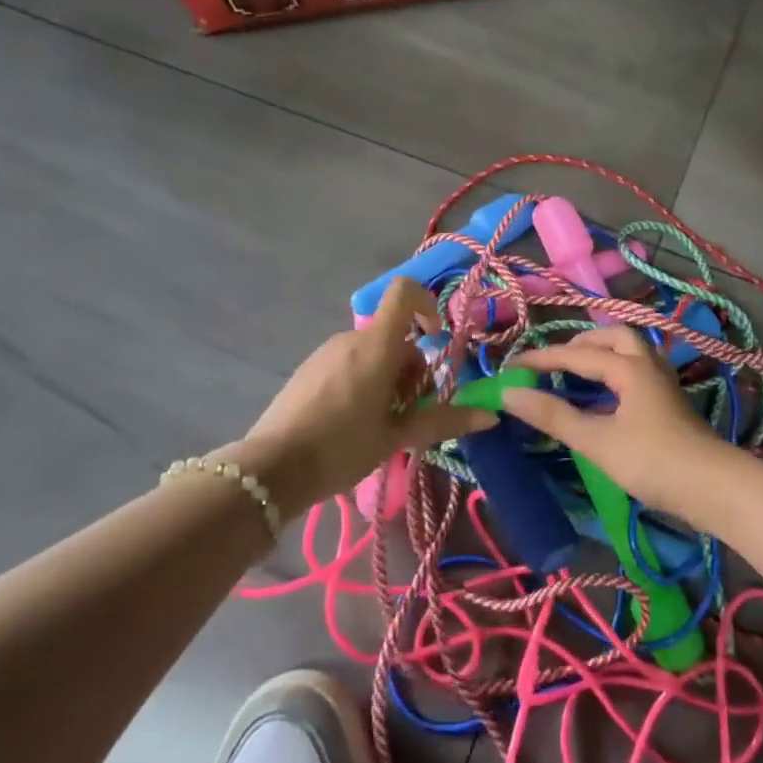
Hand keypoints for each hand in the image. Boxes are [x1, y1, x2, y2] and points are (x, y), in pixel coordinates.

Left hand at [239, 279, 494, 511]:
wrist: (271, 470)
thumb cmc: (342, 448)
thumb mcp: (396, 437)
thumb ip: (443, 421)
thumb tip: (490, 415)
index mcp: (376, 346)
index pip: (404, 292)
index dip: (427, 304)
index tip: (436, 340)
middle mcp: (351, 339)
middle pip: (395, 335)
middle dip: (412, 368)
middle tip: (411, 412)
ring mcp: (326, 353)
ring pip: (372, 352)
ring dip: (388, 378)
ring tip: (383, 423)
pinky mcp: (309, 370)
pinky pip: (349, 363)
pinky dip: (363, 381)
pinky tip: (354, 423)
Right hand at [501, 325, 747, 527]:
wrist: (712, 488)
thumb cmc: (652, 461)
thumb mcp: (596, 441)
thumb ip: (553, 415)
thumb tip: (510, 394)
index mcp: (628, 366)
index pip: (575, 355)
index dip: (541, 359)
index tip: (509, 368)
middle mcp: (647, 363)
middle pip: (611, 337)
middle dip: (578, 345)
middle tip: (552, 363)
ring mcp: (662, 381)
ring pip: (628, 351)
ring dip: (599, 354)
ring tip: (575, 374)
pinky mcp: (668, 401)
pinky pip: (635, 370)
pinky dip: (613, 371)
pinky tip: (604, 396)